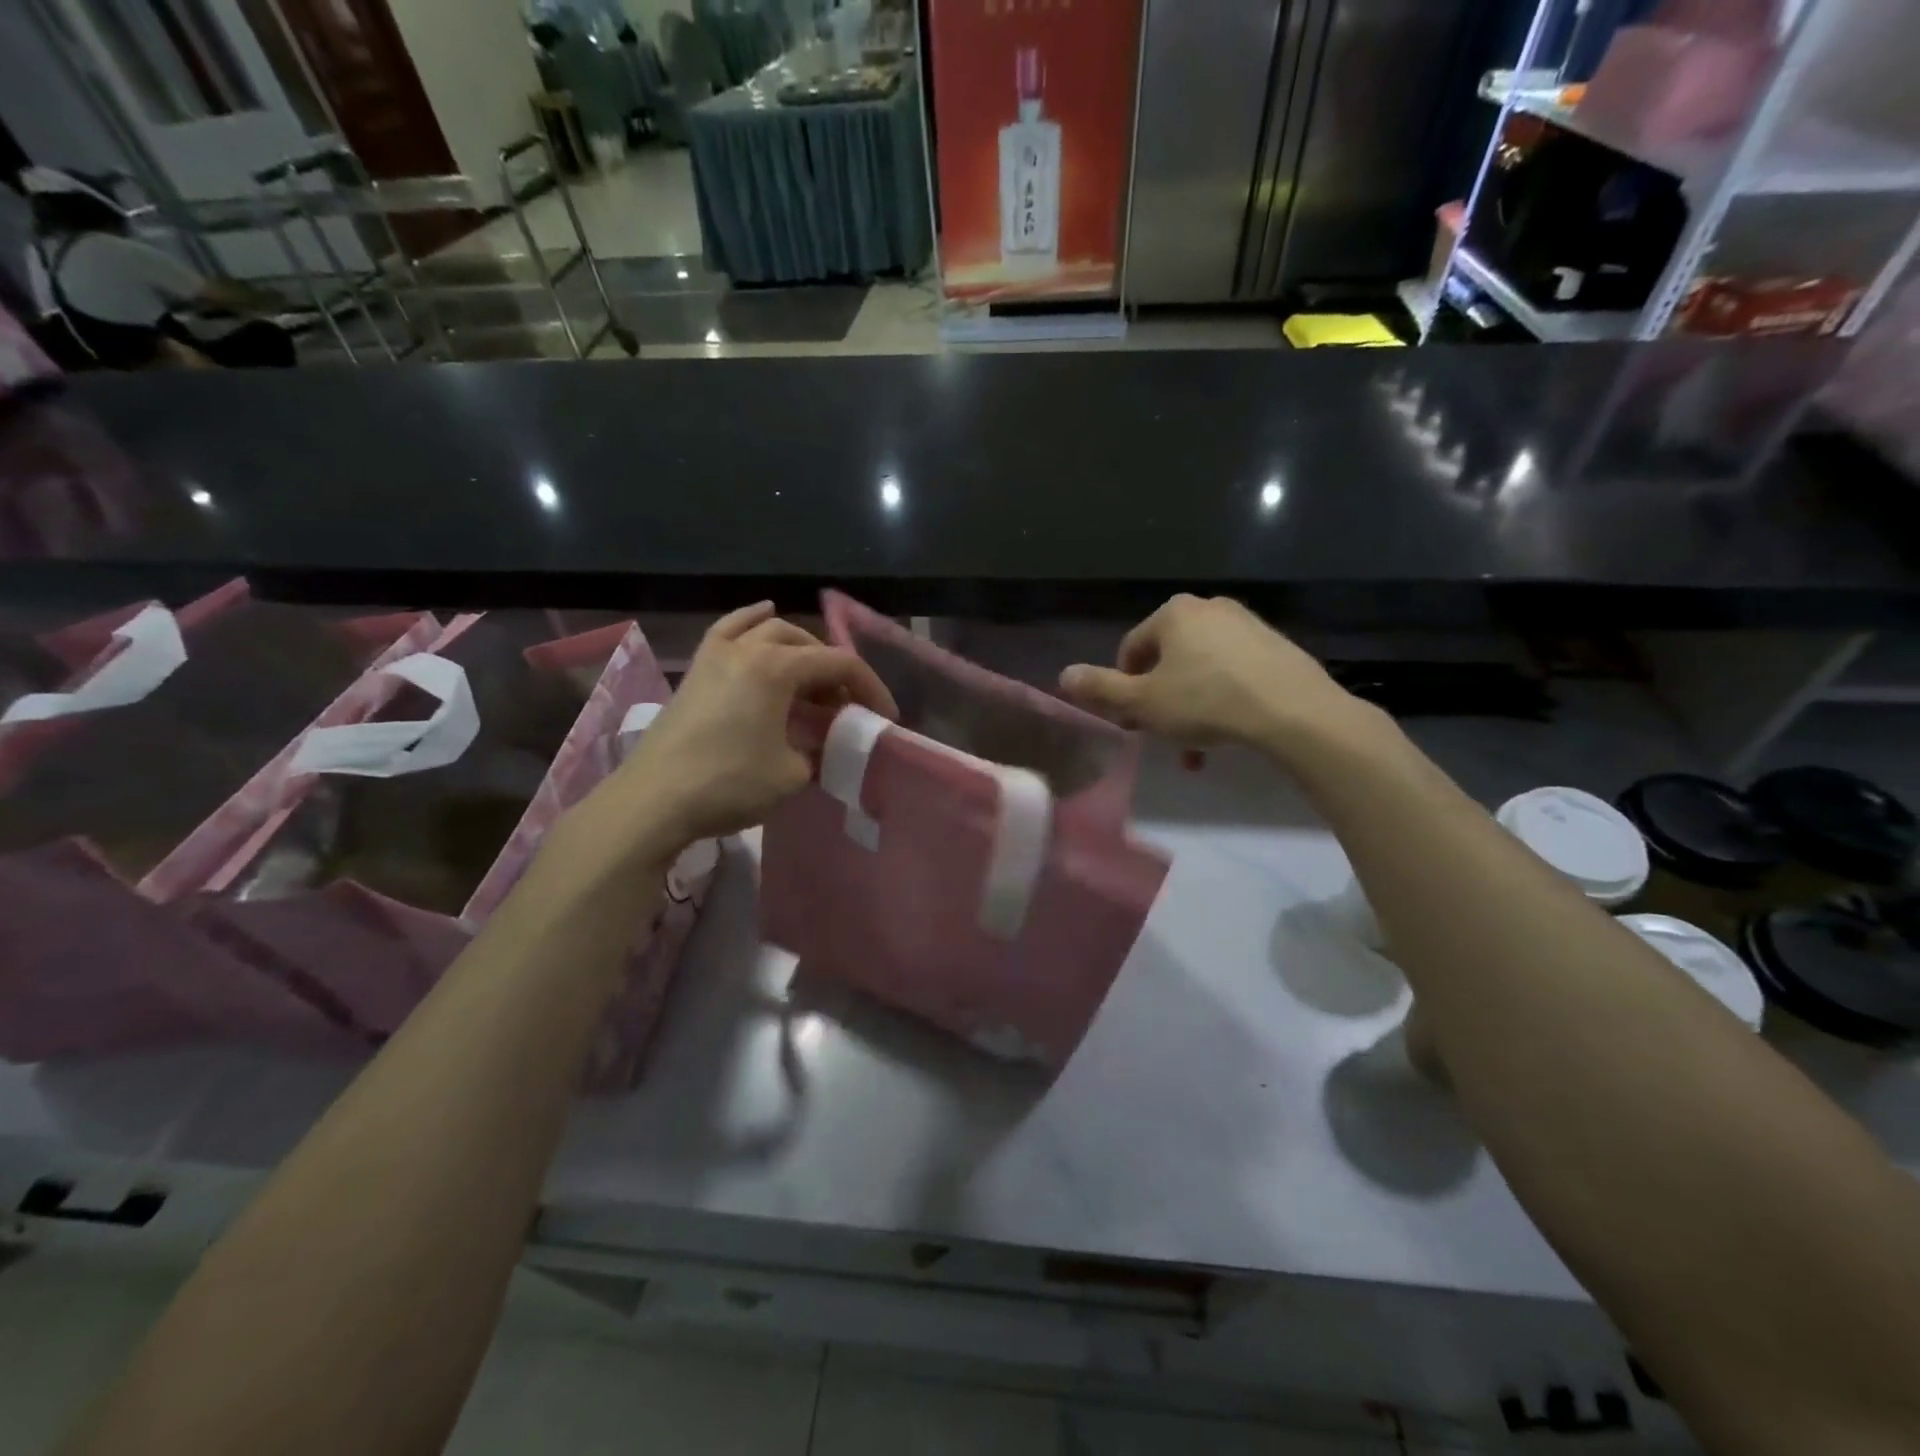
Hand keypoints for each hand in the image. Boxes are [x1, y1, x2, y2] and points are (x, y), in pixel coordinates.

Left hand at [576, 603, 896, 869]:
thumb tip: (821, 745)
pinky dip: (753, 622)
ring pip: (770, 631)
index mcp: (777, 667)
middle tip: (844, 709)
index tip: (885, 717)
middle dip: (834, 673)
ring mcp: (717, 653)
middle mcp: (749, 648)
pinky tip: (764, 615)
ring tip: (810, 682)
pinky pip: (730, 630)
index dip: (870, 689)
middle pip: (807, 645)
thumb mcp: (792, 774)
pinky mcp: (697, 669)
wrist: (653, 800)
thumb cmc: (728, 784)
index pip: (840, 665)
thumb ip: (819, 750)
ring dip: (800, 652)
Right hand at [1059, 595, 1361, 751]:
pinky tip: (1228, 730)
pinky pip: (1233, 672)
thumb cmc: (1206, 702)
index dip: (1124, 689)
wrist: (1294, 712)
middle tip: (1165, 734)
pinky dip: (1222, 698)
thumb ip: (1101, 689)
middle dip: (1161, 700)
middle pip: (1167, 660)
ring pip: (1201, 669)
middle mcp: (1209, 608)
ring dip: (1190, 706)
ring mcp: (1246, 624)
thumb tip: (1064, 675)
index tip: (1134, 722)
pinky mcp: (1275, 645)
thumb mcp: (1144, 703)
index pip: (1131, 650)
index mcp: (1173, 614)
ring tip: (1197, 744)